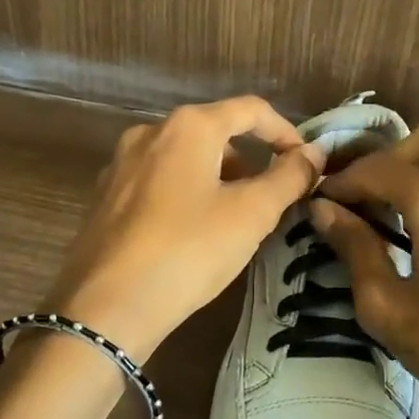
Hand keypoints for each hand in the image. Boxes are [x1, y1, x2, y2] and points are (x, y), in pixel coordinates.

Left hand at [45, 97, 324, 360]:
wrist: (104, 309)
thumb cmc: (188, 251)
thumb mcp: (251, 214)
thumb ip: (288, 177)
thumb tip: (314, 154)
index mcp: (188, 127)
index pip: (250, 110)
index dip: (285, 132)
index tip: (305, 165)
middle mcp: (150, 133)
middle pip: (215, 132)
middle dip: (251, 160)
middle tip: (273, 199)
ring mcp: (122, 164)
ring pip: (186, 158)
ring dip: (220, 178)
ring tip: (237, 220)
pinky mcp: (106, 196)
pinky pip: (159, 181)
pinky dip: (187, 193)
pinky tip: (194, 233)